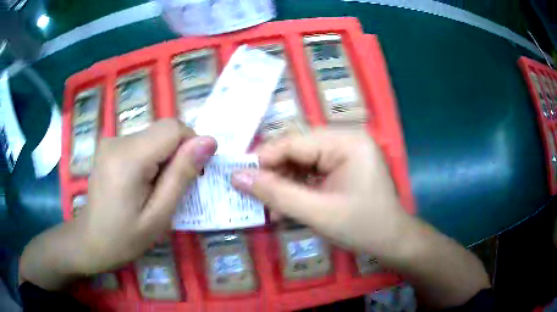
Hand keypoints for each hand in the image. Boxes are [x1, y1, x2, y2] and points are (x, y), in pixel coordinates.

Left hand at [75, 119, 215, 273]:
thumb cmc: (125, 237)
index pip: (173, 128)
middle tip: (172, 189)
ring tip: (156, 189)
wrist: (91, 240)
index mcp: (128, 158)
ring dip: (164, 158)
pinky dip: (151, 158)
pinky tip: (142, 183)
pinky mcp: (110, 145)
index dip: (191, 145)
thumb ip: (182, 175)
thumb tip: (209, 142)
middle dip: (177, 154)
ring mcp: (111, 141)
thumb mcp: (159, 215)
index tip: (192, 174)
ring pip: (154, 136)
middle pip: (163, 130)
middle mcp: (118, 140)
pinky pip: (142, 142)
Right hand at [232, 129, 408, 256]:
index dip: (263, 159)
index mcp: (346, 142)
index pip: (293, 141)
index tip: (238, 178)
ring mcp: (346, 153)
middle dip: (275, 174)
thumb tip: (236, 176)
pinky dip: (297, 188)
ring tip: (273, 208)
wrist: (392, 242)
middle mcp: (346, 140)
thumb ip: (276, 193)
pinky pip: (312, 171)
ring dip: (284, 184)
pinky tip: (288, 206)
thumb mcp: (316, 212)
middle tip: (255, 197)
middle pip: (297, 150)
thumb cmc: (362, 227)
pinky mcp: (343, 167)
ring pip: (301, 162)